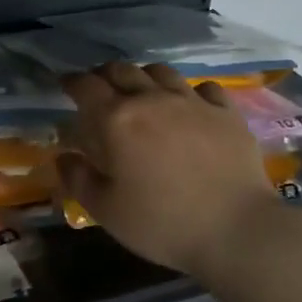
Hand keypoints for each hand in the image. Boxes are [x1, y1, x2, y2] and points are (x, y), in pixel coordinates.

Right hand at [58, 62, 281, 280]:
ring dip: (144, 77)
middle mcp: (152, 100)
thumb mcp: (105, 210)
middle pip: (122, 70)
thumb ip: (78, 179)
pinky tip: (190, 106)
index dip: (72, 82)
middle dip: (104, 75)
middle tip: (100, 90)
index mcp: (116, 120)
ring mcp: (193, 102)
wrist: (237, 231)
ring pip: (161, 72)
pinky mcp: (226, 113)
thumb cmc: (162, 223)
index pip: (86, 86)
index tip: (65, 86)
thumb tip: (64, 156)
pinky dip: (190, 92)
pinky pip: (204, 87)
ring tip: (142, 93)